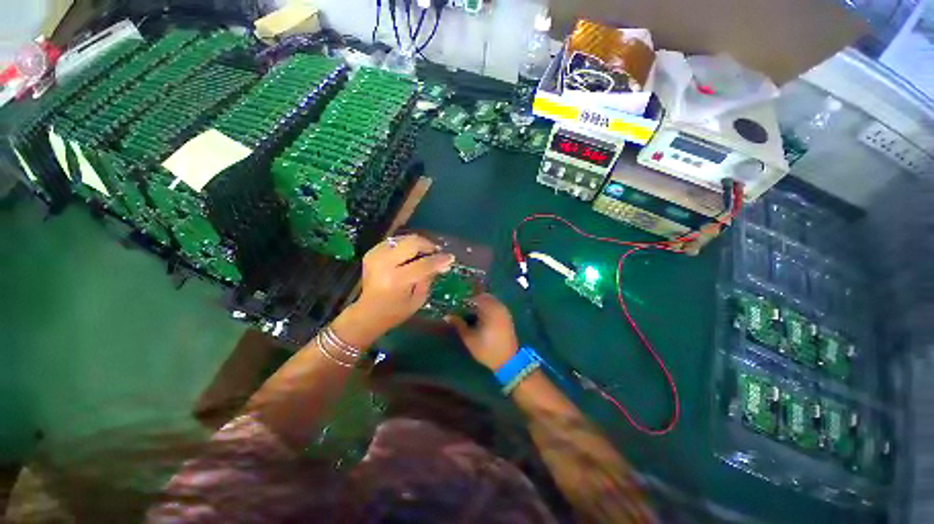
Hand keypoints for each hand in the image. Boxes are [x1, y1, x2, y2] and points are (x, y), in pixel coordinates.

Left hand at [352, 234, 454, 334]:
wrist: (368, 313)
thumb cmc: (396, 311)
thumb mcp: (418, 299)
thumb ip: (429, 277)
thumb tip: (443, 262)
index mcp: (396, 280)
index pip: (423, 263)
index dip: (439, 259)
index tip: (450, 258)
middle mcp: (384, 263)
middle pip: (412, 243)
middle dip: (429, 245)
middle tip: (437, 253)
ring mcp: (376, 255)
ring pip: (404, 239)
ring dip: (418, 244)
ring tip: (425, 254)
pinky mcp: (372, 252)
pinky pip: (395, 241)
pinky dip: (406, 245)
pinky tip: (411, 255)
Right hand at [446, 294, 518, 370]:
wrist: (508, 361)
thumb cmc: (487, 349)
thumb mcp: (469, 338)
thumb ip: (458, 324)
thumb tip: (447, 316)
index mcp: (489, 309)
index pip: (474, 297)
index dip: (464, 300)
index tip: (456, 304)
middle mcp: (498, 306)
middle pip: (483, 297)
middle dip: (472, 301)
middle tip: (462, 308)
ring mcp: (504, 311)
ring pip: (490, 301)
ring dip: (480, 304)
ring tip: (470, 313)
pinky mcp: (507, 317)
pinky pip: (495, 306)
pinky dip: (487, 308)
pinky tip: (481, 317)